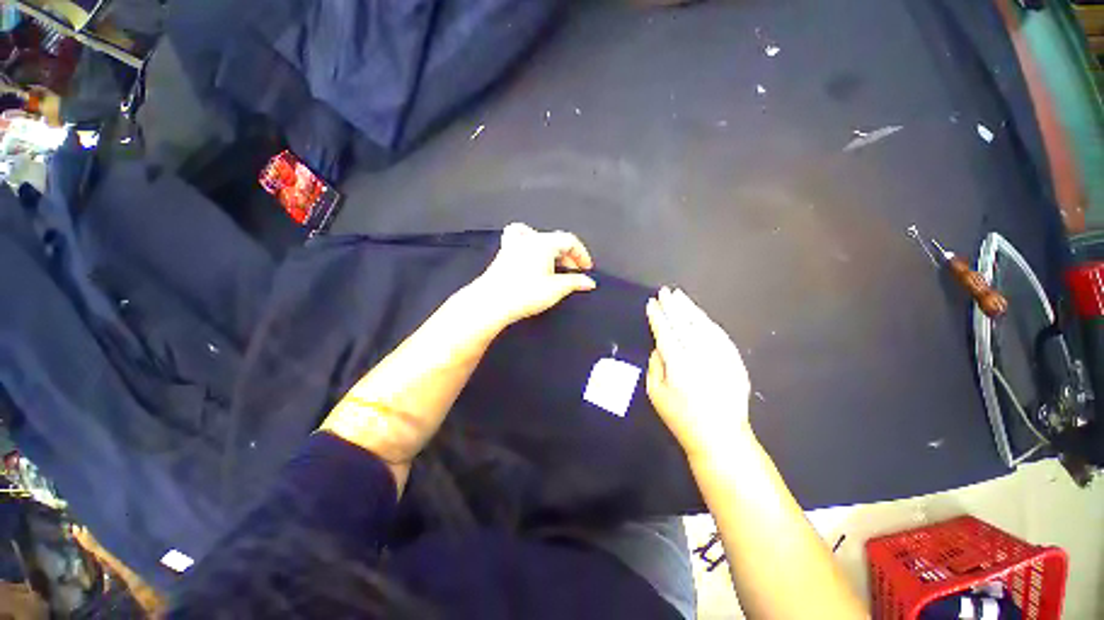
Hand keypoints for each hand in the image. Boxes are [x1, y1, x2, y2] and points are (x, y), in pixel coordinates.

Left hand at [470, 223, 596, 327]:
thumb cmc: (524, 294)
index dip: (581, 254)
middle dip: (568, 255)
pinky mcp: (503, 253)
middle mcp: (529, 239)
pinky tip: (530, 253)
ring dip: (552, 250)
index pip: (569, 240)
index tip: (586, 269)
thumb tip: (589, 282)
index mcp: (544, 243)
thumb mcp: (555, 289)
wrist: (491, 302)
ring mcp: (514, 244)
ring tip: (555, 265)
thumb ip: (574, 283)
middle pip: (555, 240)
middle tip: (574, 272)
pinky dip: (529, 243)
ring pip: (539, 239)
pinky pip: (519, 239)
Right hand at [646, 287, 752, 460]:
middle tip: (665, 291)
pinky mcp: (734, 361)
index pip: (665, 333)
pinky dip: (708, 322)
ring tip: (680, 296)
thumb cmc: (682, 417)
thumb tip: (659, 346)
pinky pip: (720, 335)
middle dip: (673, 306)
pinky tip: (700, 314)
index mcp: (678, 365)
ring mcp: (720, 357)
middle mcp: (700, 356)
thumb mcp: (656, 394)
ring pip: (703, 325)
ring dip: (690, 309)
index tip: (651, 303)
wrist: (721, 437)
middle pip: (684, 324)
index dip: (657, 317)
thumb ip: (655, 365)